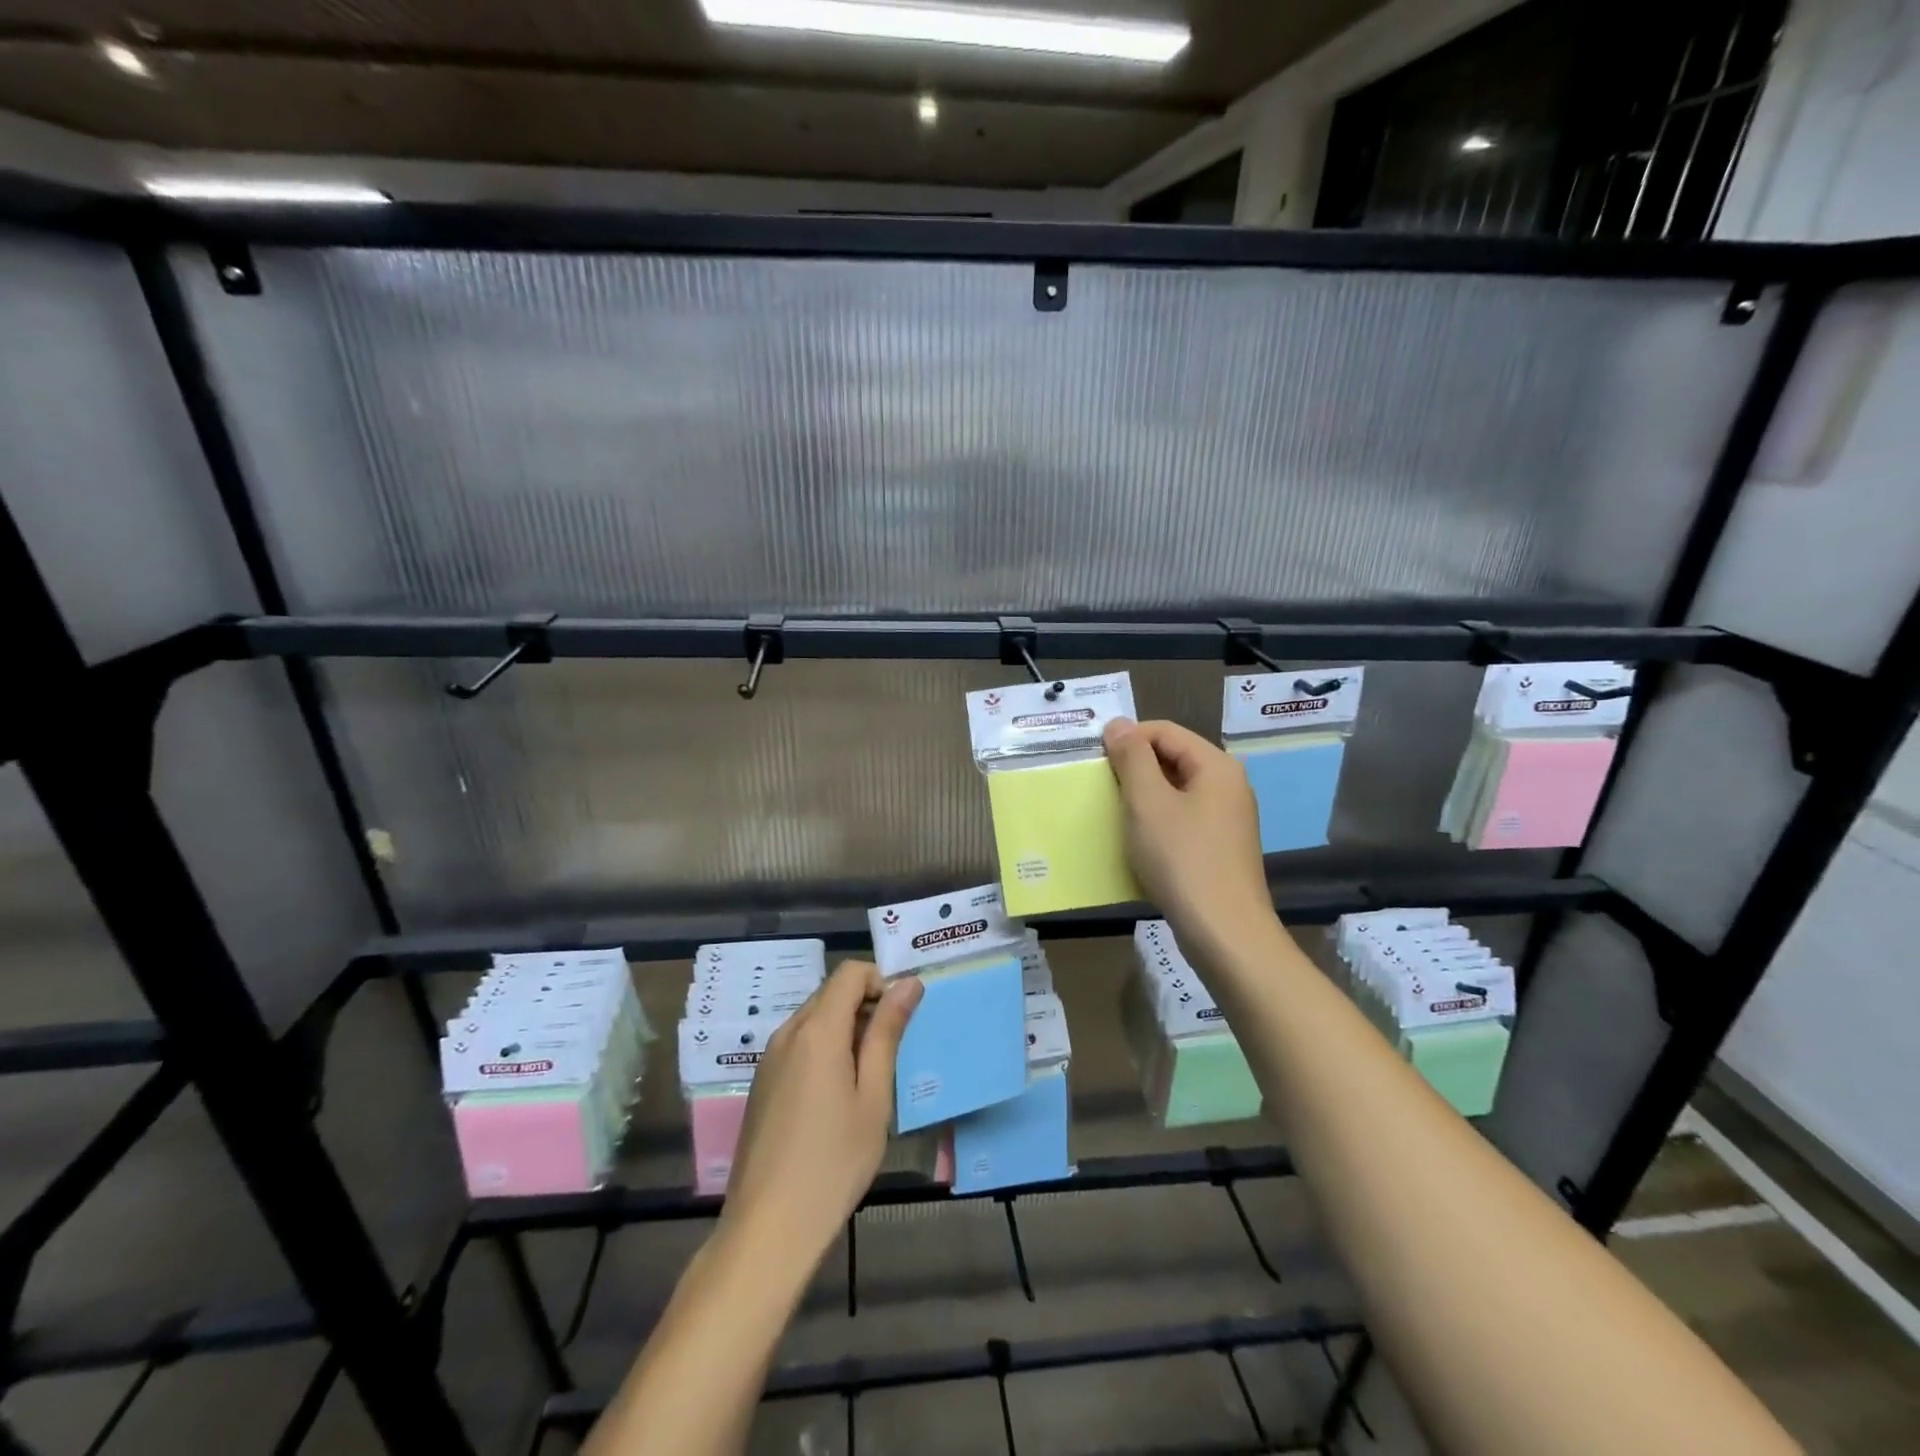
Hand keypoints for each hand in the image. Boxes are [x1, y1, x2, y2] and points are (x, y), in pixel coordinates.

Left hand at [718, 960, 923, 1264]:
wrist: (767, 1229)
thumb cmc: (833, 1162)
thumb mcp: (873, 1097)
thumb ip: (887, 1033)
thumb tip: (908, 983)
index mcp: (816, 1030)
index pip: (850, 972)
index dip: (880, 981)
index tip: (902, 1018)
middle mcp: (787, 1033)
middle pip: (831, 993)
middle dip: (866, 1006)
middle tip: (893, 1051)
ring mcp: (769, 1059)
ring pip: (815, 1019)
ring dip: (846, 1030)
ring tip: (869, 1079)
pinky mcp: (762, 1083)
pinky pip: (799, 1045)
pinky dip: (824, 1050)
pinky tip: (837, 1098)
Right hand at [1103, 718, 1278, 967]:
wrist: (1223, 932)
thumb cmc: (1182, 860)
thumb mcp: (1148, 803)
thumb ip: (1131, 758)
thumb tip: (1118, 725)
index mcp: (1216, 766)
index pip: (1165, 731)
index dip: (1127, 738)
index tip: (1095, 759)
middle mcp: (1228, 785)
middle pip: (1173, 757)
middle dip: (1134, 766)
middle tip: (1101, 786)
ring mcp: (1227, 818)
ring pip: (1176, 789)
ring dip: (1143, 795)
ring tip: (1114, 811)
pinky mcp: (1220, 846)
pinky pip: (1183, 817)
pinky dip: (1157, 819)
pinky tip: (1138, 839)